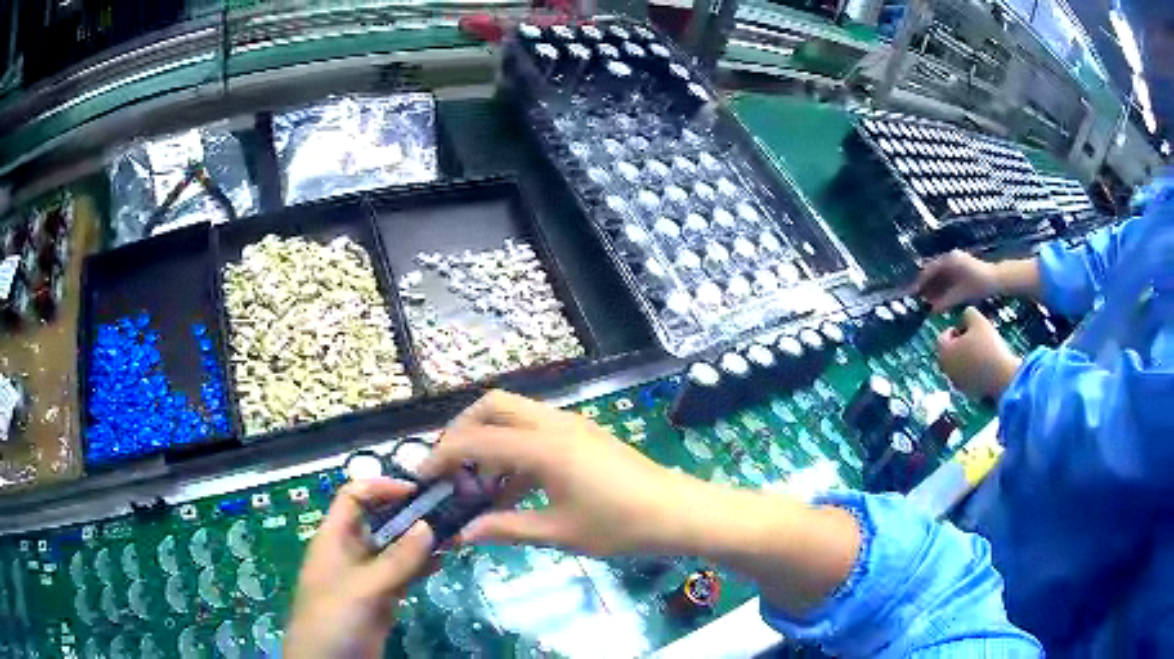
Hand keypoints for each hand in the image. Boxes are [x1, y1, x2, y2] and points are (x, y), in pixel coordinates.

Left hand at [285, 479, 434, 658]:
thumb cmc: (333, 617)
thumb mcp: (362, 587)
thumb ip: (396, 560)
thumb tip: (428, 526)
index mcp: (335, 538)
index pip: (354, 497)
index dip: (381, 488)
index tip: (416, 491)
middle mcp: (352, 551)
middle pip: (379, 522)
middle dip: (408, 515)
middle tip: (446, 512)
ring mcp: (368, 576)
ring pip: (395, 550)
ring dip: (419, 542)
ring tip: (453, 535)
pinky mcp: (382, 598)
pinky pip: (403, 575)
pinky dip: (421, 567)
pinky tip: (442, 562)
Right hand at [418, 390, 690, 554]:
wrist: (677, 511)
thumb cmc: (620, 525)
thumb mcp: (559, 532)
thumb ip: (506, 528)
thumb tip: (463, 532)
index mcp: (544, 447)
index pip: (477, 440)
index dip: (444, 455)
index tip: (423, 477)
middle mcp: (553, 424)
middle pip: (492, 405)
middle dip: (462, 430)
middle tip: (450, 468)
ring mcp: (570, 425)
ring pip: (514, 413)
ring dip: (488, 438)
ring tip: (478, 483)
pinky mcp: (582, 434)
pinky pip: (534, 429)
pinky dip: (513, 448)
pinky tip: (511, 488)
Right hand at [915, 250, 999, 311]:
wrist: (996, 279)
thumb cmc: (979, 285)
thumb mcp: (961, 295)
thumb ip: (946, 302)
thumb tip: (932, 311)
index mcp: (949, 260)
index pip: (929, 271)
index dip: (920, 283)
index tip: (914, 294)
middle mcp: (950, 258)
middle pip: (933, 272)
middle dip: (926, 286)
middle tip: (920, 299)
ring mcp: (956, 261)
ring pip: (940, 274)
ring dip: (934, 287)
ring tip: (929, 301)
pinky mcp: (960, 266)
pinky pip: (946, 275)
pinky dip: (942, 285)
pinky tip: (940, 297)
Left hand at [936, 308, 1021, 398]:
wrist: (1003, 379)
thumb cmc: (988, 347)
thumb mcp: (978, 320)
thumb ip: (967, 314)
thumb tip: (965, 317)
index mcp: (944, 352)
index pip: (943, 337)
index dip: (956, 328)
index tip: (970, 328)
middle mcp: (946, 370)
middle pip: (950, 352)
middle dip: (962, 343)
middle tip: (978, 338)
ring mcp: (957, 384)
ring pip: (959, 365)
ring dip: (968, 356)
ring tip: (985, 350)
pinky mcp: (968, 393)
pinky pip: (969, 377)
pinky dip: (975, 370)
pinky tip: (988, 364)